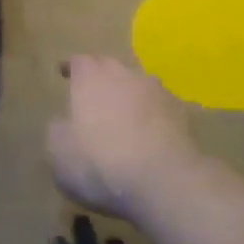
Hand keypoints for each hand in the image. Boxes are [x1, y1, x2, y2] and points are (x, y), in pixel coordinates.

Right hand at [48, 56, 198, 223]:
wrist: (164, 182)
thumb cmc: (100, 162)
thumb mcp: (58, 152)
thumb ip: (59, 130)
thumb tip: (65, 123)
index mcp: (91, 78)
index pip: (79, 61)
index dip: (71, 67)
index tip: (64, 73)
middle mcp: (125, 76)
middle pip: (111, 66)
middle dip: (101, 76)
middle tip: (93, 92)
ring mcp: (159, 94)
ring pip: (141, 85)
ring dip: (131, 94)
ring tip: (125, 112)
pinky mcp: (185, 117)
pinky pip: (164, 109)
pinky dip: (155, 116)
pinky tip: (152, 133)